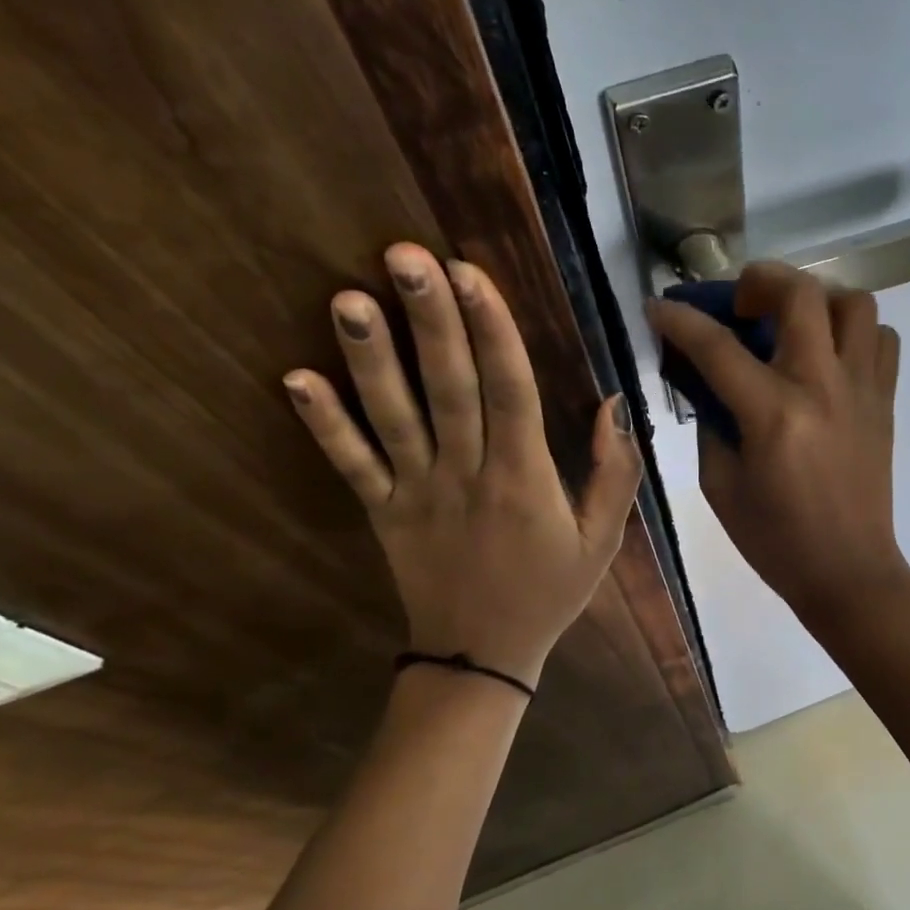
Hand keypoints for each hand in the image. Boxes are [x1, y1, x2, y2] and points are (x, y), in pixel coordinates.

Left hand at [284, 244, 641, 688]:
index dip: (492, 330)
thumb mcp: (604, 539)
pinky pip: (351, 465)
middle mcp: (468, 475)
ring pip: (393, 418)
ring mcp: (418, 493)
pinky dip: (324, 424)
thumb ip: (615, 472)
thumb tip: (612, 404)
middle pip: (449, 388)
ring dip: (371, 358)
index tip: (471, 273)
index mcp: (526, 479)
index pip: (510, 390)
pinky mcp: (383, 512)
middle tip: (405, 255)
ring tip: (349, 298)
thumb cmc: (550, 591)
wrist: (483, 655)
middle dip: (431, 320)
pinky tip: (295, 378)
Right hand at [645, 262, 909, 628]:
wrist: (848, 571)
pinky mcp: (885, 401)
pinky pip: (882, 340)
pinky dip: (855, 332)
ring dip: (817, 299)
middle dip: (759, 280)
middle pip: (800, 294)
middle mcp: (822, 387)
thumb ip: (711, 422)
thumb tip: (706, 380)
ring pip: (855, 302)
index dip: (680, 320)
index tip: (659, 306)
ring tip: (793, 324)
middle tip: (741, 305)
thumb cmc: (775, 540)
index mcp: (773, 415)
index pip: (717, 346)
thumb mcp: (721, 485)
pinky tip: (830, 355)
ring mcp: (862, 390)